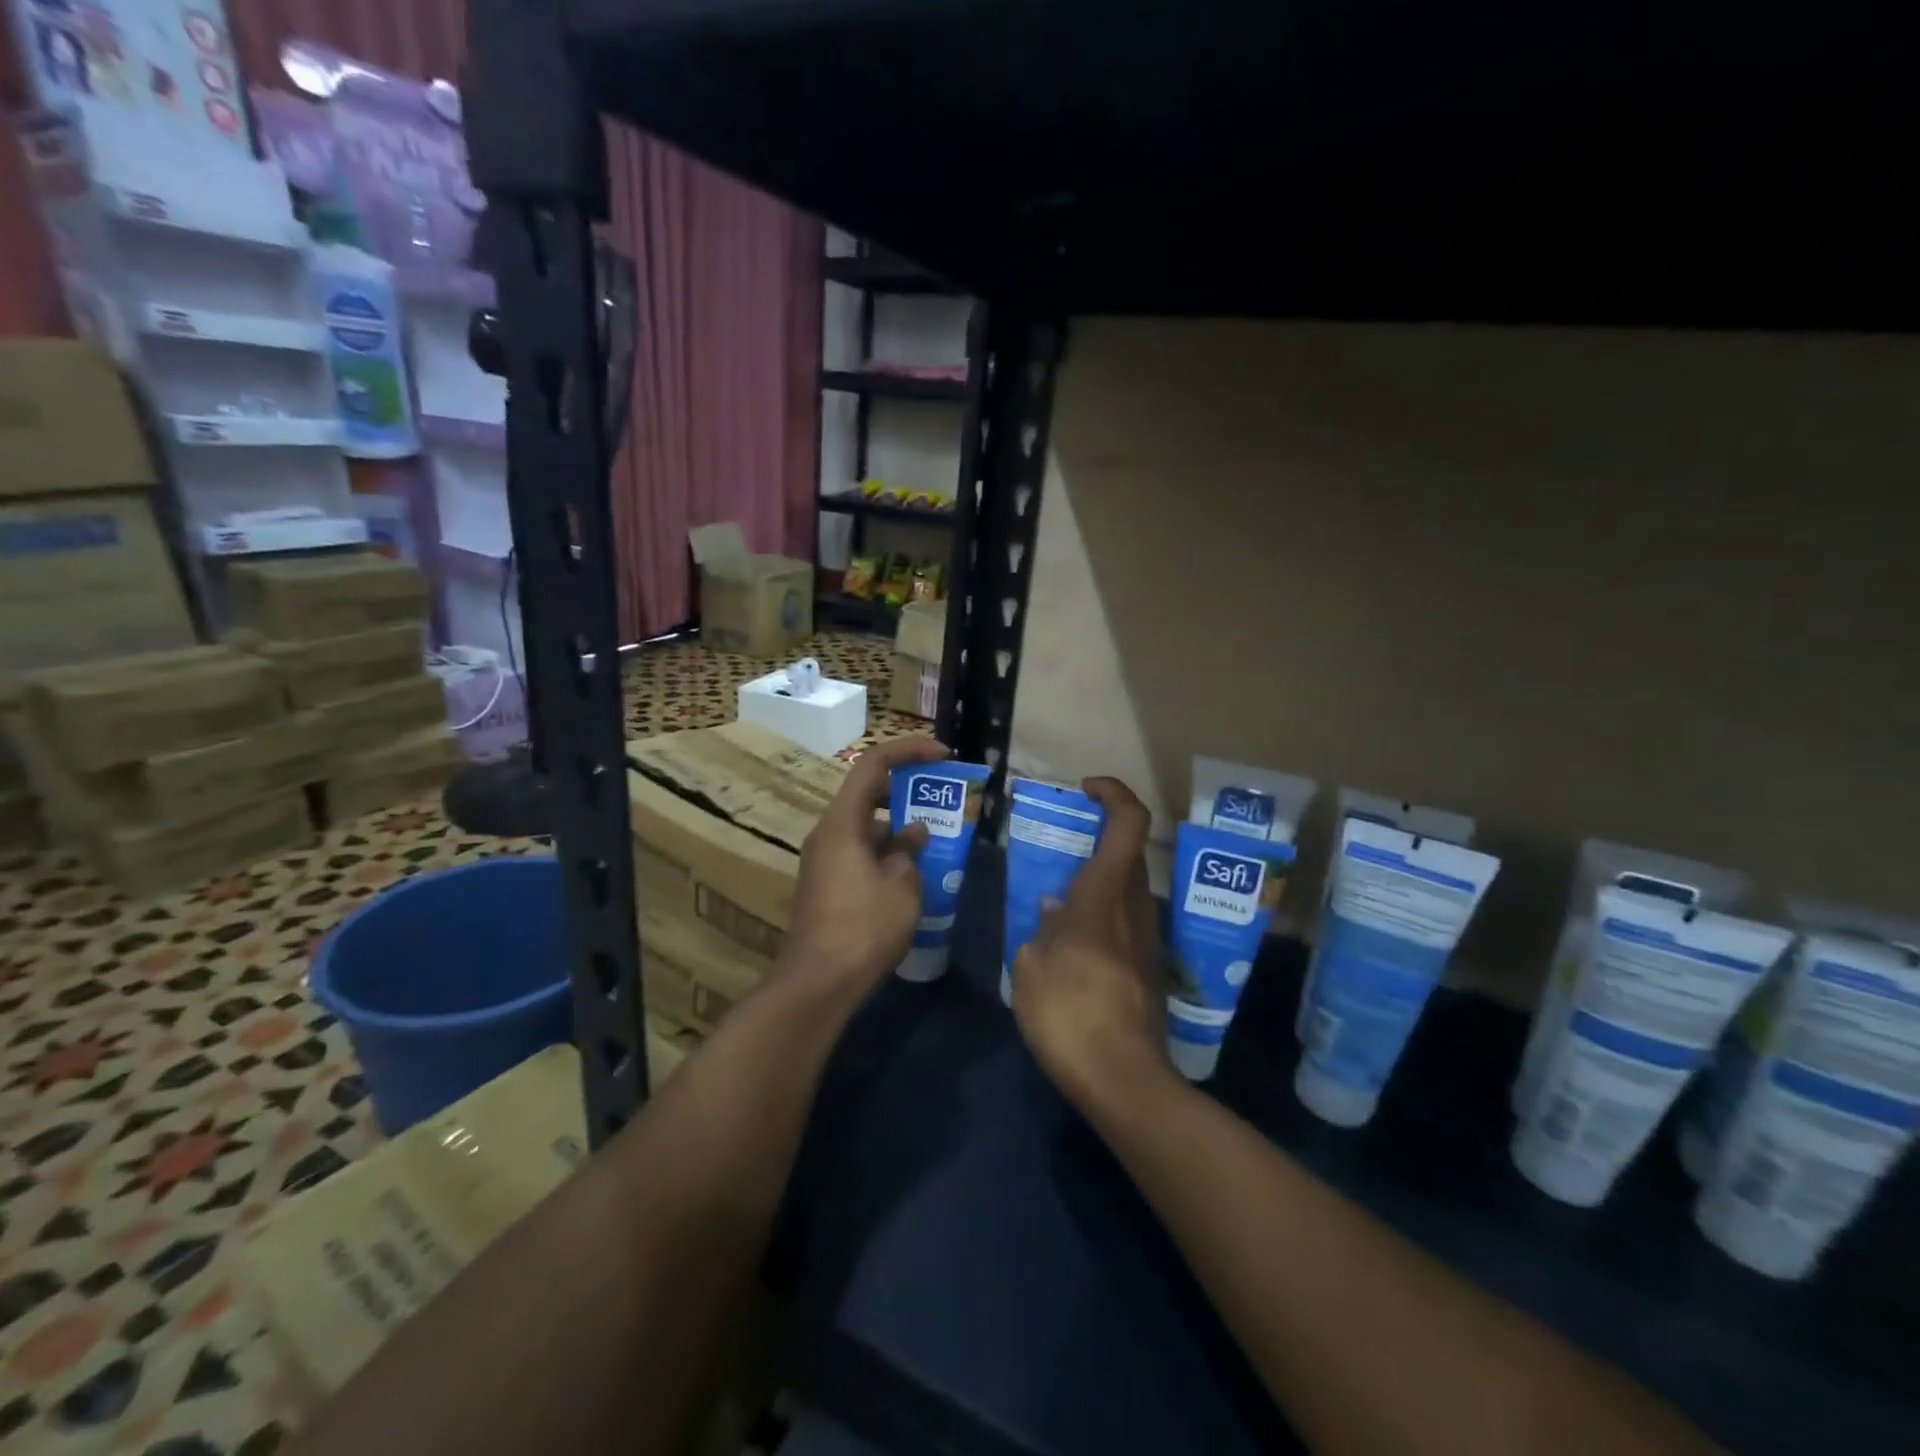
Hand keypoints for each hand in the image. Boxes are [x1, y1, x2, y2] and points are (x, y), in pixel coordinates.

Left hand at [781, 735, 948, 999]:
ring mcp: (825, 859)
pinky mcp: (828, 883)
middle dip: (908, 789)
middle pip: (868, 792)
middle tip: (944, 796)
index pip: (873, 764)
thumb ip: (910, 851)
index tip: (943, 756)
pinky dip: (888, 851)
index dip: (909, 751)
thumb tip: (913, 834)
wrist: (818, 982)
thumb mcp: (902, 886)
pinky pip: (861, 851)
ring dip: (900, 826)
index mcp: (843, 822)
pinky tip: (915, 872)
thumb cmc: (863, 927)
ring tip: (938, 838)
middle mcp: (828, 833)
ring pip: (867, 826)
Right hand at [1010, 777, 1172, 1114]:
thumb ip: (1040, 933)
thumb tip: (1053, 915)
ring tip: (1054, 906)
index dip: (1112, 793)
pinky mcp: (1149, 969)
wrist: (1124, 1080)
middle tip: (1059, 849)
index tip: (1085, 789)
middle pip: (1127, 853)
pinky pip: (1125, 923)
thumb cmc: (1069, 1015)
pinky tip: (1069, 949)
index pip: (1128, 823)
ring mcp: (1147, 939)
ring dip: (1096, 883)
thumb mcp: (1031, 969)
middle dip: (1097, 839)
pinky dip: (1099, 918)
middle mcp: (1134, 908)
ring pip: (1126, 890)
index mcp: (1103, 896)